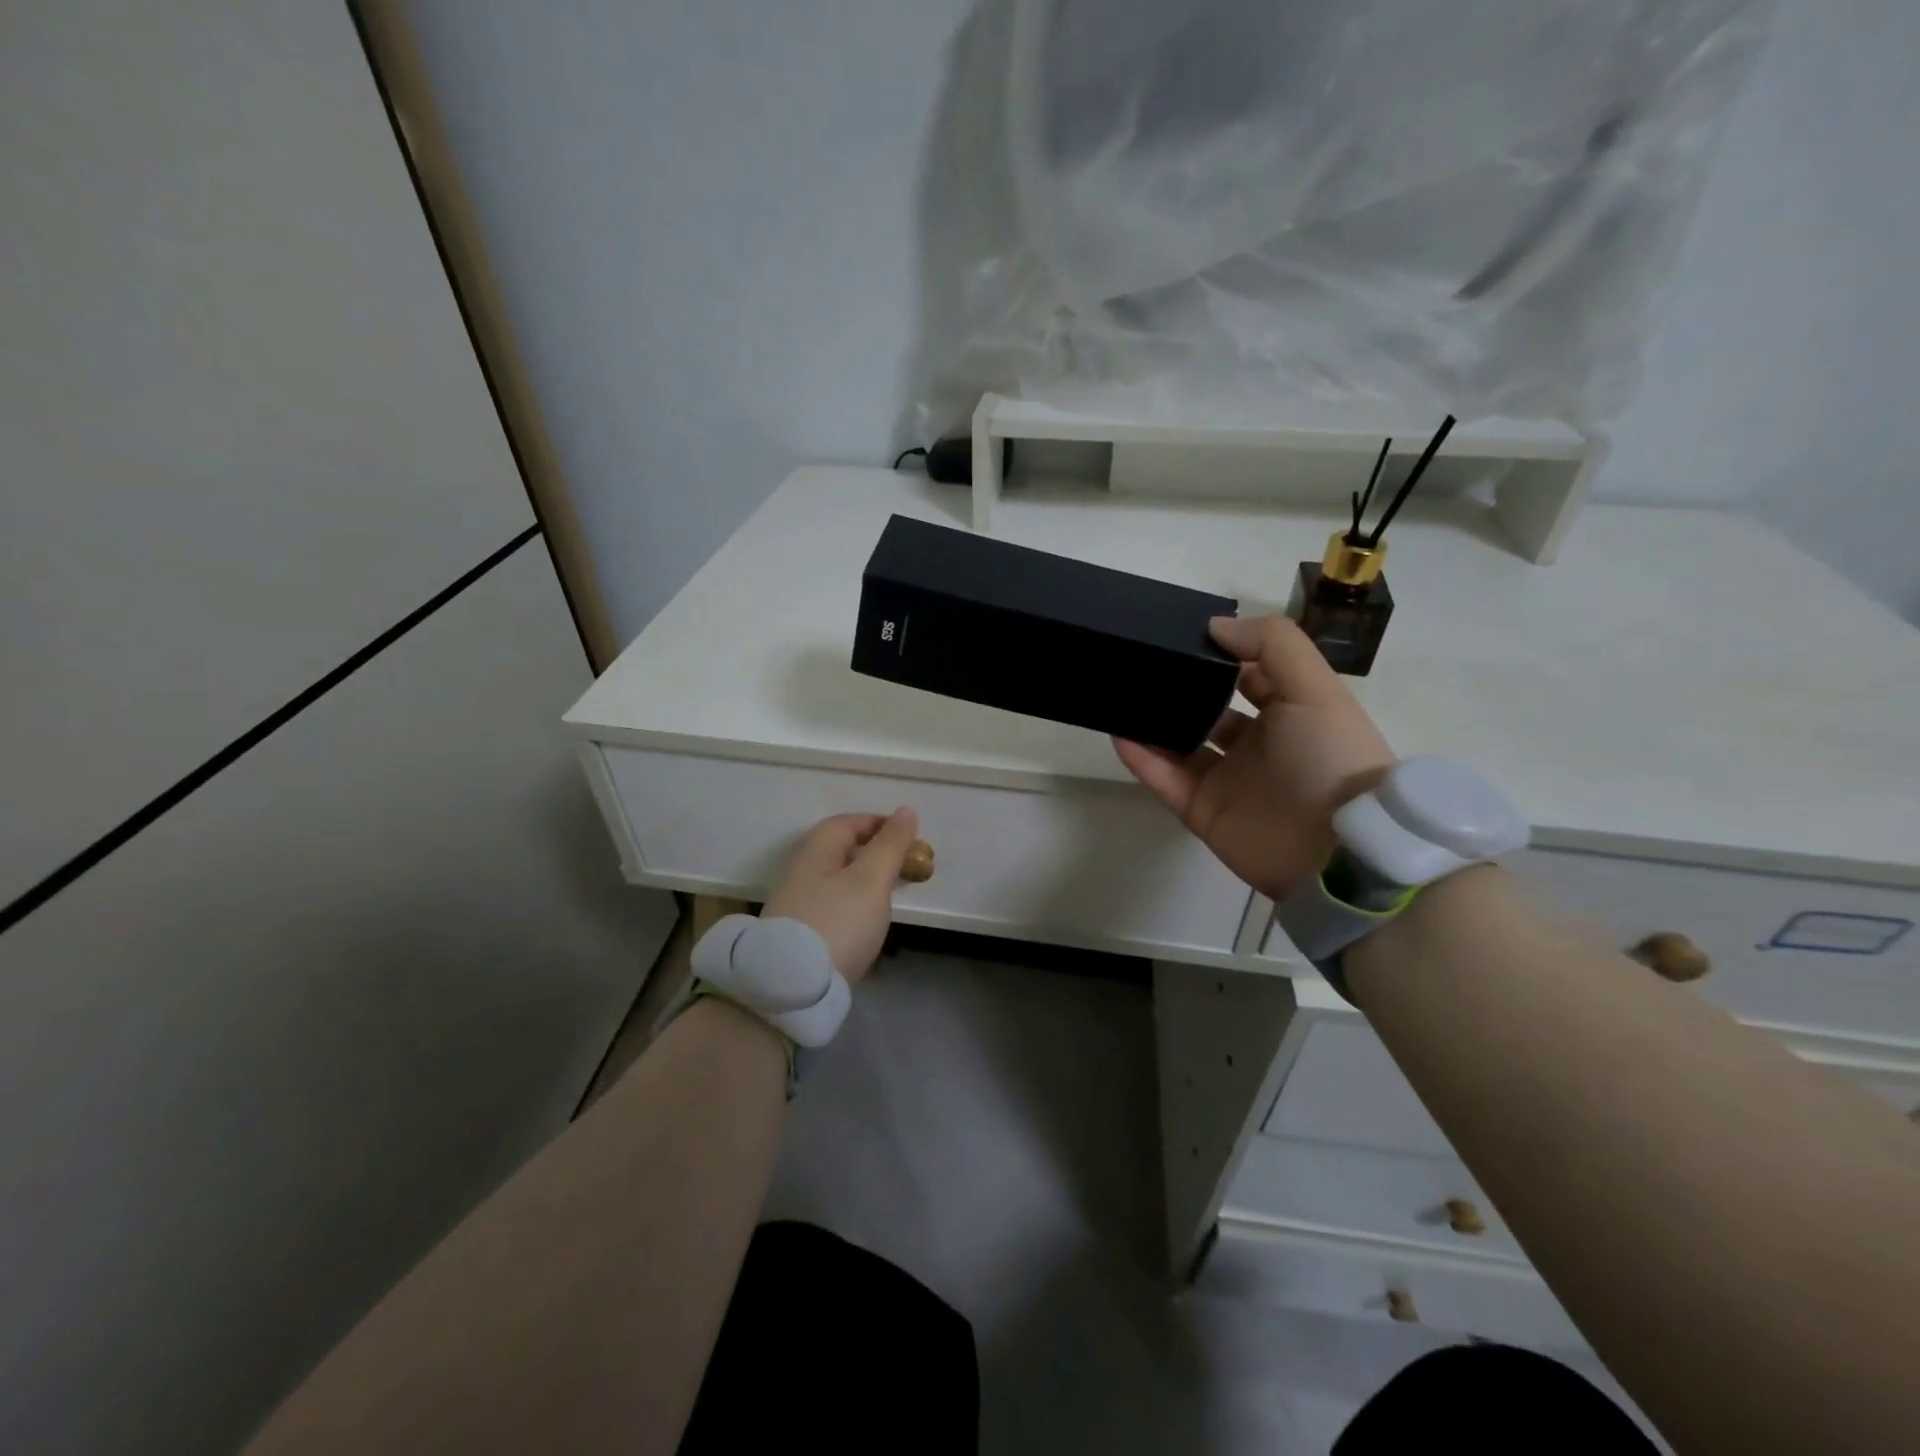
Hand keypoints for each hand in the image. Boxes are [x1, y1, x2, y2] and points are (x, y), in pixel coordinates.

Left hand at [761, 809, 918, 984]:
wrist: (791, 989)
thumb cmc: (837, 923)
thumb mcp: (871, 880)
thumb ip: (890, 845)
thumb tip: (905, 811)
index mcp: (816, 853)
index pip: (846, 823)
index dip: (877, 823)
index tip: (908, 834)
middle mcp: (801, 874)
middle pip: (840, 853)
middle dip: (874, 855)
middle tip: (905, 868)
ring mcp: (796, 907)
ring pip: (836, 882)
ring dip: (865, 883)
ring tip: (891, 898)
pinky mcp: (798, 937)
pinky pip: (832, 909)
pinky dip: (854, 908)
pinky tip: (867, 927)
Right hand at [1114, 616, 1396, 902]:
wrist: (1337, 851)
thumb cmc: (1330, 758)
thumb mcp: (1315, 688)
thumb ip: (1271, 645)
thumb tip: (1214, 627)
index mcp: (1288, 713)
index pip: (1246, 676)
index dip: (1218, 656)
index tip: (1179, 636)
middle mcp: (1256, 745)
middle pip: (1206, 710)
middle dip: (1178, 690)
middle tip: (1139, 665)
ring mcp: (1226, 780)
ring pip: (1179, 745)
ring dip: (1152, 724)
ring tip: (1118, 695)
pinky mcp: (1202, 811)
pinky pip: (1164, 780)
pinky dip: (1141, 759)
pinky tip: (1118, 733)